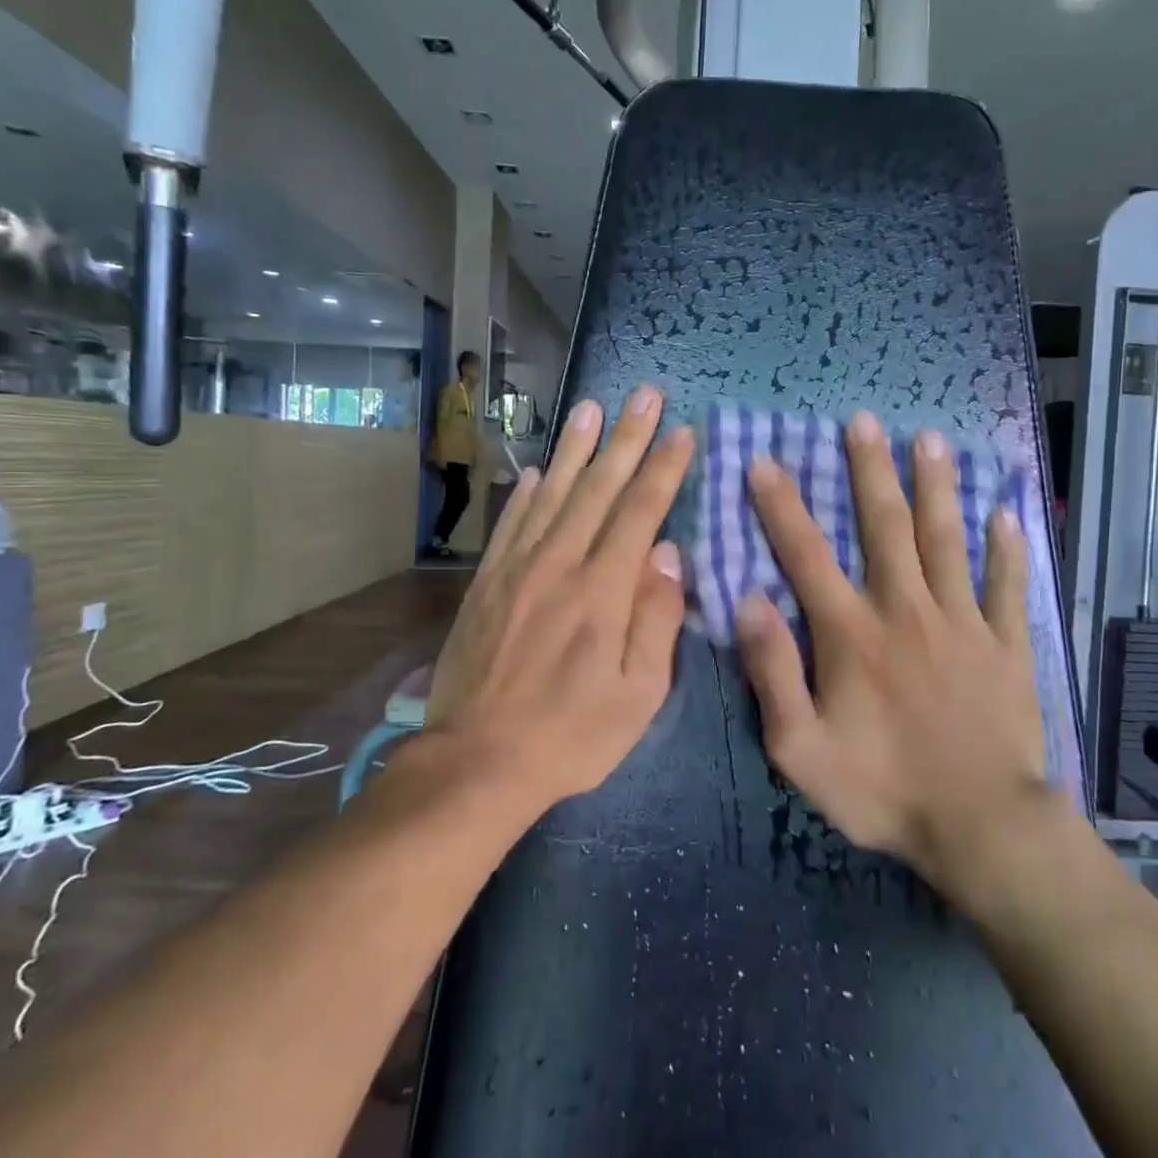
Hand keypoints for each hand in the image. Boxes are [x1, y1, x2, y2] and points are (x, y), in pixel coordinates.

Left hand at [421, 386, 693, 814]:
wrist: (476, 762)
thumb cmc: (571, 734)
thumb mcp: (638, 695)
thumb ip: (657, 620)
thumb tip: (669, 555)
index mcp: (602, 590)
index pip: (640, 512)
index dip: (663, 469)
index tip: (682, 431)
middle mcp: (558, 564)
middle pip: (598, 488)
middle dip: (626, 438)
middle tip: (644, 395)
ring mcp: (516, 569)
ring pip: (551, 494)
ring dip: (574, 448)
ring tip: (590, 407)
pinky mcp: (485, 584)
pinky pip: (510, 524)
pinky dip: (524, 493)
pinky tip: (534, 471)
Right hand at [735, 411, 1055, 903]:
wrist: (981, 828)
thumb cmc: (883, 790)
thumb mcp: (801, 748)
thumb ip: (772, 673)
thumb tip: (748, 602)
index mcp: (852, 634)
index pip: (807, 556)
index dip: (782, 506)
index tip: (765, 460)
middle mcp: (906, 611)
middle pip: (885, 527)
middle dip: (870, 470)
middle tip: (863, 421)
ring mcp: (963, 623)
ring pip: (947, 540)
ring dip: (936, 487)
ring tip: (930, 440)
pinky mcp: (1007, 645)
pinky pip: (1008, 586)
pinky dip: (1007, 548)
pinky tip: (1006, 513)